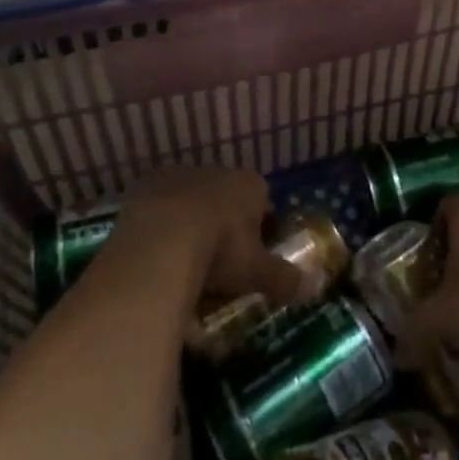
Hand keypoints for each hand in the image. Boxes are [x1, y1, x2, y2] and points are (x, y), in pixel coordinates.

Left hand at [116, 167, 305, 308]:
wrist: (159, 240)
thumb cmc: (220, 250)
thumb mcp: (256, 271)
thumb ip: (284, 278)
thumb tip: (315, 287)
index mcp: (247, 183)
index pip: (261, 199)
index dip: (259, 226)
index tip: (253, 255)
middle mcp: (215, 171)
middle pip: (224, 198)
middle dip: (222, 224)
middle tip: (218, 262)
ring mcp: (177, 176)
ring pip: (191, 201)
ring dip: (189, 224)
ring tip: (183, 263)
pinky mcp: (143, 188)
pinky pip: (158, 210)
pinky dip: (160, 229)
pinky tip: (156, 258)